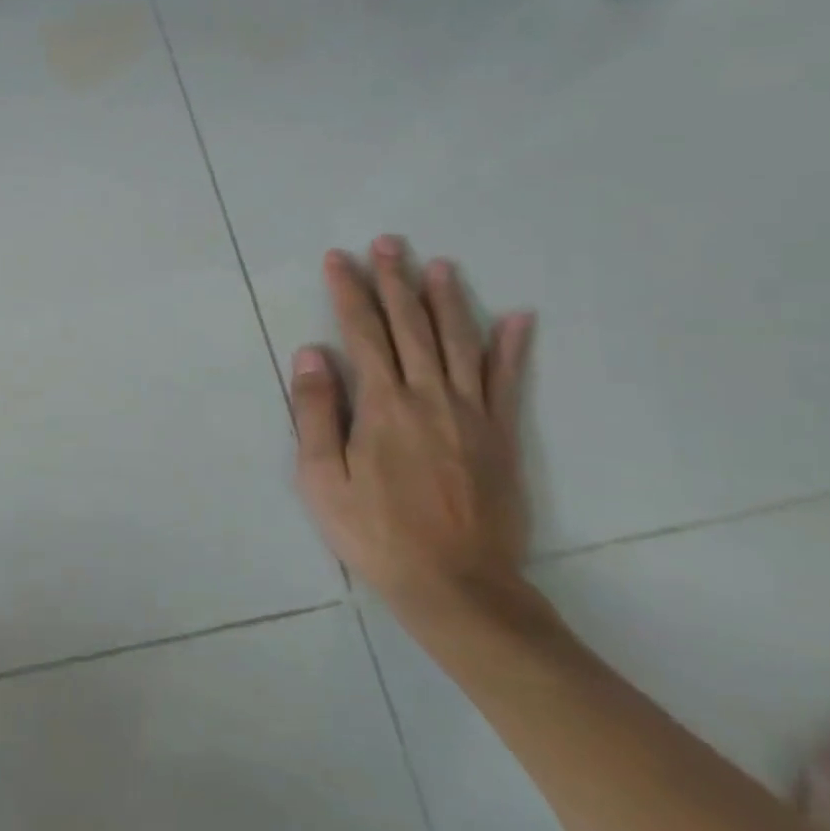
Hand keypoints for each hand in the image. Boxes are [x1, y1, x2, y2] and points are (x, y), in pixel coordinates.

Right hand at [290, 235, 534, 621]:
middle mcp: (429, 396)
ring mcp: (471, 414)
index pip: (362, 332)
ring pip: (459, 342)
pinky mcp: (500, 436)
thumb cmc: (376, 533)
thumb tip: (312, 353)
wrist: (457, 586)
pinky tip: (517, 318)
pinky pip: (508, 381)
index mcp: (383, 405)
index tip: (338, 259)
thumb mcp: (323, 479)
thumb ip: (317, 413)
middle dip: (395, 281)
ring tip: (438, 265)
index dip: (349, 292)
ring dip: (447, 300)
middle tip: (387, 243)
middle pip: (411, 326)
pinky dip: (511, 347)